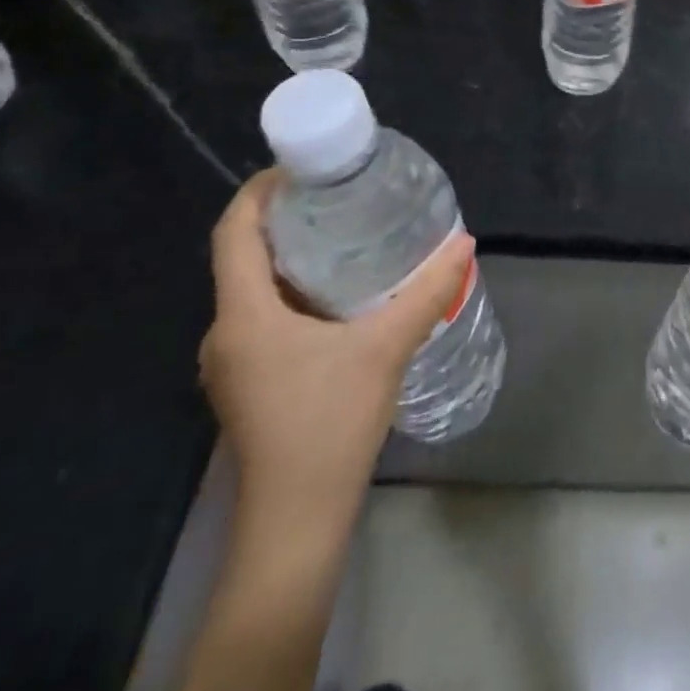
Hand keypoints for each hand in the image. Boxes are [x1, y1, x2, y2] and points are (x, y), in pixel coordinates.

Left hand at [200, 169, 475, 518]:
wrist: (296, 523)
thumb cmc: (328, 426)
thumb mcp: (385, 349)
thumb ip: (427, 292)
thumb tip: (464, 242)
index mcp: (243, 315)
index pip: (233, 232)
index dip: (259, 191)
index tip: (303, 167)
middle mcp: (225, 332)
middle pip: (244, 256)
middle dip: (286, 219)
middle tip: (339, 195)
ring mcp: (233, 362)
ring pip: (255, 289)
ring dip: (292, 258)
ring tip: (345, 235)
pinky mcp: (249, 383)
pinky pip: (264, 317)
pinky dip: (295, 292)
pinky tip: (340, 295)